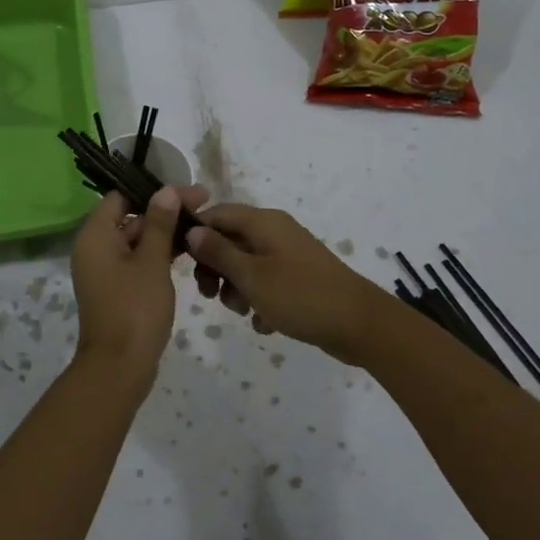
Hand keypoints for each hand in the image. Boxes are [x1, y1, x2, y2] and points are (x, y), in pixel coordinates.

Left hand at [69, 184, 209, 388]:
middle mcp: (94, 248)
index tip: (187, 193)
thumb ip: (159, 224)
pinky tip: (187, 253)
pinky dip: (158, 255)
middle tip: (203, 208)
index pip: (121, 197)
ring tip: (201, 228)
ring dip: (164, 234)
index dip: (154, 191)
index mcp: (95, 236)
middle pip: (130, 217)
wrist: (119, 367)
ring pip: (136, 240)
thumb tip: (166, 190)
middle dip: (165, 212)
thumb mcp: (152, 262)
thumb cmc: (134, 309)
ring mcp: (104, 271)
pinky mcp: (116, 289)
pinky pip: (136, 261)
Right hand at [186, 204, 397, 363]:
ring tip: (244, 312)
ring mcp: (288, 256)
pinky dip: (259, 301)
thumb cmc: (300, 295)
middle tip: (210, 295)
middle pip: (229, 241)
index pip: (216, 214)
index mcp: (263, 222)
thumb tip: (192, 230)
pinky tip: (265, 323)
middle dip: (215, 268)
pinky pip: (266, 284)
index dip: (195, 234)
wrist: (359, 325)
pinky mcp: (298, 279)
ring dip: (236, 289)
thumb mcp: (251, 276)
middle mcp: (275, 232)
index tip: (180, 263)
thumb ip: (219, 252)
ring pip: (246, 266)